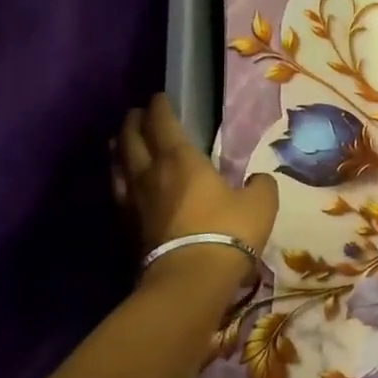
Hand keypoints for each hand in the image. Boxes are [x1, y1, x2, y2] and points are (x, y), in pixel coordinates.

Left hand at [115, 96, 278, 254]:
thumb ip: (260, 185)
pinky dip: (118, 180)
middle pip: (131, 140)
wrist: (190, 280)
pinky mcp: (127, 228)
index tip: (159, 97)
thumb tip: (258, 180)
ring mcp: (134, 202)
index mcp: (181, 159)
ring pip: (118, 165)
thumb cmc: (228, 231)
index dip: (160, 107)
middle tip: (136, 113)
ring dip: (119, 148)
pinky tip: (123, 184)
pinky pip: (118, 193)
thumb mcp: (260, 203)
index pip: (163, 123)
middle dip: (133, 122)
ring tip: (120, 142)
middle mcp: (150, 174)